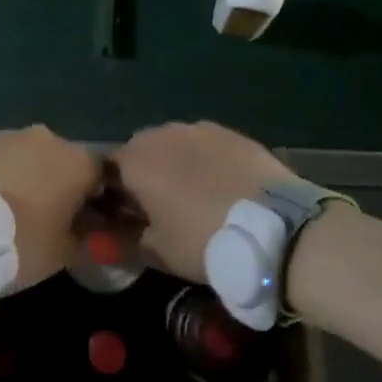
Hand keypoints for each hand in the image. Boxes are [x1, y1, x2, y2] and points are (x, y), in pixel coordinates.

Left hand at [0, 125, 99, 287]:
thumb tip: (98, 231)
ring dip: (31, 178)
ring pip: (32, 157)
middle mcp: (49, 139)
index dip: (99, 200)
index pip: (103, 175)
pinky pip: (2, 160)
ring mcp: (11, 137)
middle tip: (50, 219)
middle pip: (66, 162)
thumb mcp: (65, 253)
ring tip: (15, 211)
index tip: (88, 223)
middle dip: (62, 185)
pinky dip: (3, 176)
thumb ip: (90, 238)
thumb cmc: (21, 243)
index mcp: (78, 162)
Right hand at [116, 122, 294, 282]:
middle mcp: (161, 134)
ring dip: (176, 163)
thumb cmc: (204, 241)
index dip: (114, 193)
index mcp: (135, 161)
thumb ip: (128, 240)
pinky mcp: (231, 132)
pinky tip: (223, 186)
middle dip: (145, 174)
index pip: (107, 170)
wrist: (275, 226)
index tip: (126, 216)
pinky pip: (206, 145)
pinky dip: (207, 161)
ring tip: (196, 196)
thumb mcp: (158, 252)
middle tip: (161, 207)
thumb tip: (113, 237)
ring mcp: (199, 129)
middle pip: (141, 151)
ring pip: (175, 144)